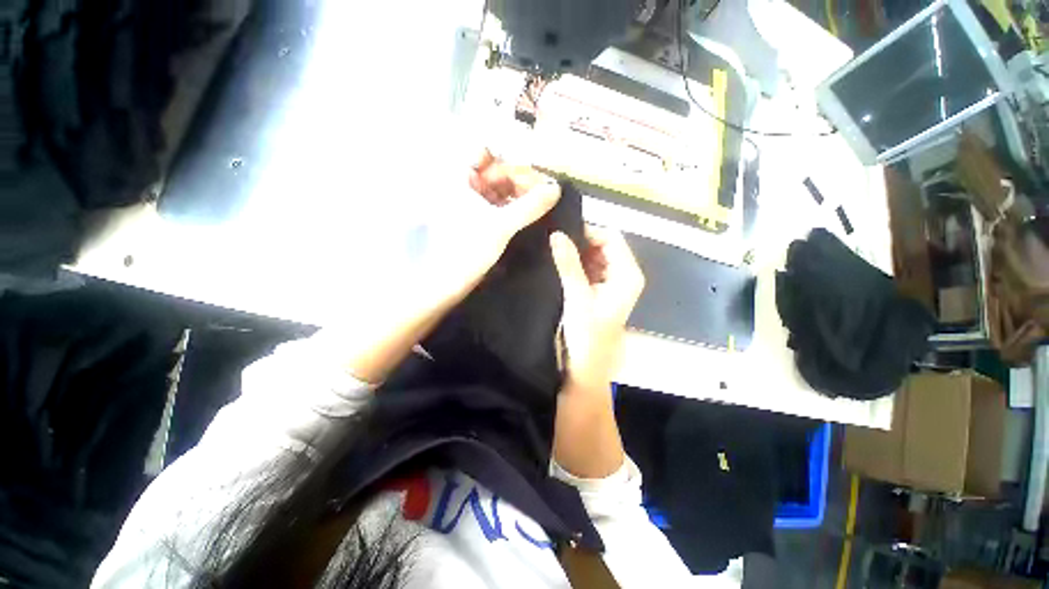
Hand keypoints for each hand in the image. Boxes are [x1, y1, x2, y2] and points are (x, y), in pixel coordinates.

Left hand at [444, 148, 560, 293]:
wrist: (451, 282)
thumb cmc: (470, 250)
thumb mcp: (502, 226)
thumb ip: (530, 205)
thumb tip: (556, 188)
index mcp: (460, 179)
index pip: (486, 152)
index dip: (511, 159)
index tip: (535, 173)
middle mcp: (464, 186)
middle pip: (497, 171)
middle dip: (521, 179)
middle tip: (546, 191)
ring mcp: (472, 203)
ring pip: (501, 189)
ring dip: (522, 194)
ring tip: (544, 202)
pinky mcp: (480, 219)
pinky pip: (501, 205)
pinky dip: (516, 207)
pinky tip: (533, 212)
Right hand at [550, 226, 644, 387]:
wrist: (588, 366)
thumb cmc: (587, 334)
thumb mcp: (577, 296)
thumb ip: (568, 264)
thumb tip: (556, 234)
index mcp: (627, 274)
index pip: (610, 238)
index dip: (588, 233)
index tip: (562, 235)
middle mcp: (624, 274)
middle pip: (604, 246)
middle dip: (580, 243)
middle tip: (554, 244)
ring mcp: (613, 282)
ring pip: (595, 257)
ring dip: (577, 254)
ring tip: (554, 253)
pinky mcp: (601, 291)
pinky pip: (590, 269)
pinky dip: (577, 265)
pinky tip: (560, 266)